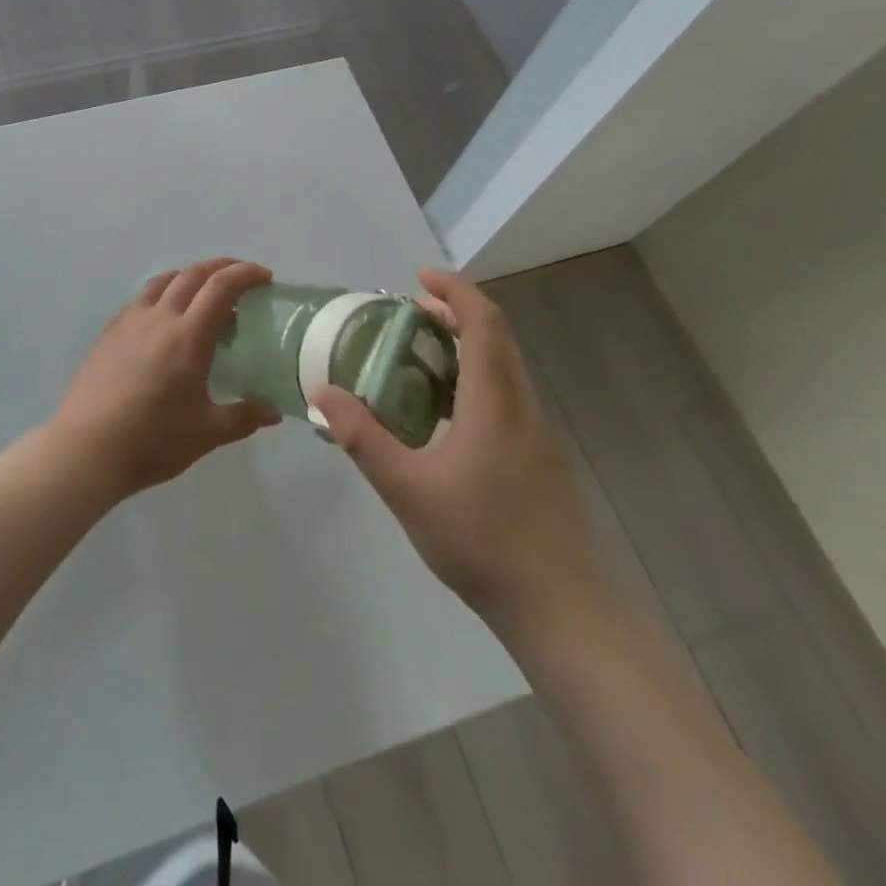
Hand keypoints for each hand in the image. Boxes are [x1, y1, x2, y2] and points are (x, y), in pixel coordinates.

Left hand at [51, 259, 280, 502]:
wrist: (88, 448)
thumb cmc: (153, 440)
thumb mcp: (207, 434)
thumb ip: (244, 417)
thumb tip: (274, 411)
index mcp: (188, 336)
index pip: (221, 288)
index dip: (245, 274)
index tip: (264, 276)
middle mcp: (160, 318)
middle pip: (192, 275)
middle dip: (221, 267)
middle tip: (241, 276)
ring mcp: (130, 322)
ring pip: (163, 281)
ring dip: (189, 275)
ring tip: (203, 290)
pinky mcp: (110, 333)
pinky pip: (142, 298)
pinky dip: (163, 292)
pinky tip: (165, 317)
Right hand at [311, 268, 603, 637]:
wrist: (563, 610)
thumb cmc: (483, 541)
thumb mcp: (407, 489)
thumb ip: (362, 438)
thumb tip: (322, 393)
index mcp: (495, 400)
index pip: (483, 322)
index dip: (454, 290)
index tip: (418, 277)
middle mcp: (522, 405)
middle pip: (496, 337)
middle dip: (455, 313)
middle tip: (407, 314)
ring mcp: (536, 433)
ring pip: (503, 367)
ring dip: (465, 346)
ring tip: (416, 357)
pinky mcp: (538, 458)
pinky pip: (505, 395)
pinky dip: (473, 379)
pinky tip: (442, 414)